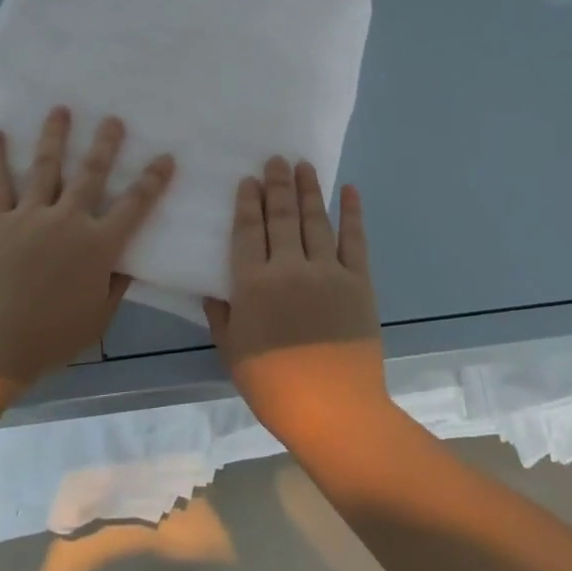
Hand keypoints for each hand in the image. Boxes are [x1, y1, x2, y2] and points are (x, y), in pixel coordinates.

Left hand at [0, 107, 174, 389]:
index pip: (134, 206)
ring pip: (46, 167)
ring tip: (61, 110)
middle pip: (91, 174)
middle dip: (105, 145)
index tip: (165, 157)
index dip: (153, 181)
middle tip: (113, 119)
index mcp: (98, 246)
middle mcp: (67, 221)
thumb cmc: (52, 337)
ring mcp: (30, 217)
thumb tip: (128, 261)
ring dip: (55, 136)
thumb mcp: (99, 317)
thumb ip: (116, 285)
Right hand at [204, 157, 388, 455]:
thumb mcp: (233, 353)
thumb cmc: (274, 386)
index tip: (249, 179)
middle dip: (277, 185)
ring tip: (304, 165)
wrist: (334, 412)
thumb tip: (213, 288)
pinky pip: (355, 240)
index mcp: (254, 284)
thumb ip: (221, 316)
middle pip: (281, 216)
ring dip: (309, 189)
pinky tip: (350, 191)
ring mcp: (328, 272)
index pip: (248, 230)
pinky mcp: (358, 282)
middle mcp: (289, 268)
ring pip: (315, 220)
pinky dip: (353, 213)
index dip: (248, 201)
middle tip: (277, 158)